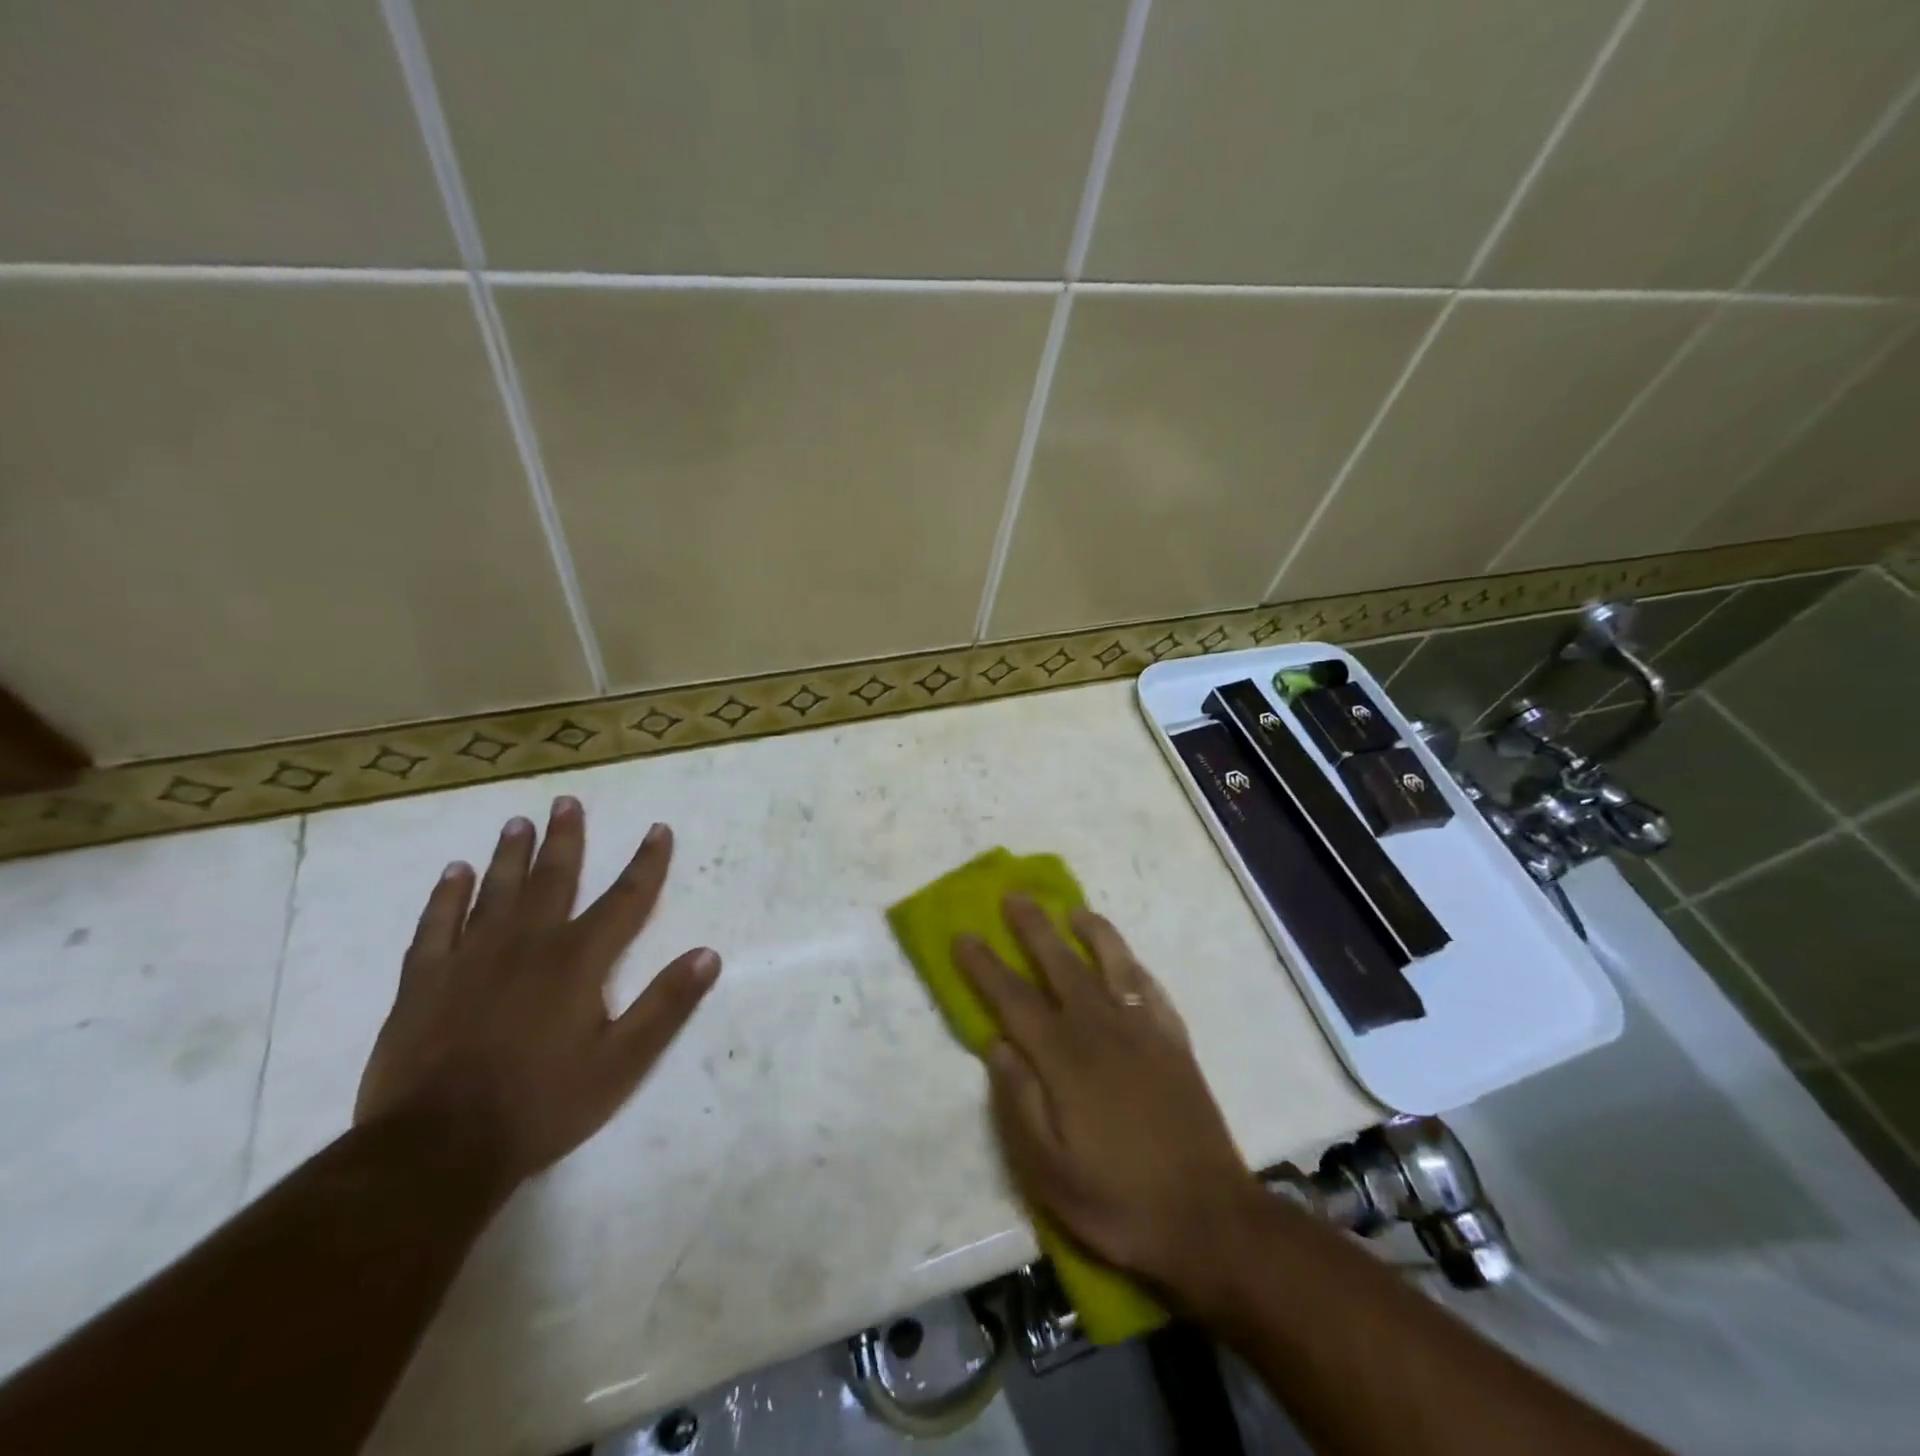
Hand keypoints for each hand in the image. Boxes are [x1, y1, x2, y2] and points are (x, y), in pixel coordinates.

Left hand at [355, 796, 719, 1185]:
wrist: (437, 1148)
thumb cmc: (542, 1103)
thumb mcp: (622, 1062)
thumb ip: (666, 1005)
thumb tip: (708, 954)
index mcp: (578, 961)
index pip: (625, 899)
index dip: (646, 863)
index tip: (658, 829)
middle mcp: (528, 944)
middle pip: (554, 879)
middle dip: (566, 839)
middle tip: (566, 802)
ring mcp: (471, 959)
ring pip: (495, 892)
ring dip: (510, 855)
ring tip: (517, 823)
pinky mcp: (424, 982)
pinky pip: (436, 925)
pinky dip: (446, 896)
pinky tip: (453, 873)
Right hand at [955, 899, 1261, 1303]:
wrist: (1209, 1221)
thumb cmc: (1118, 1203)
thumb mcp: (1048, 1172)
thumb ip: (1017, 1102)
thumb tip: (997, 1045)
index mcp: (1065, 1059)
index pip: (1014, 999)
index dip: (985, 966)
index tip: (964, 934)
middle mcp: (1102, 1030)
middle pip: (1061, 964)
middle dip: (1033, 928)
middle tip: (1014, 896)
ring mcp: (1144, 1032)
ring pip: (1112, 963)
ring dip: (1091, 932)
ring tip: (1073, 910)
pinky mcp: (1175, 1043)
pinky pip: (1151, 990)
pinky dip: (1134, 966)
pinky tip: (1126, 961)